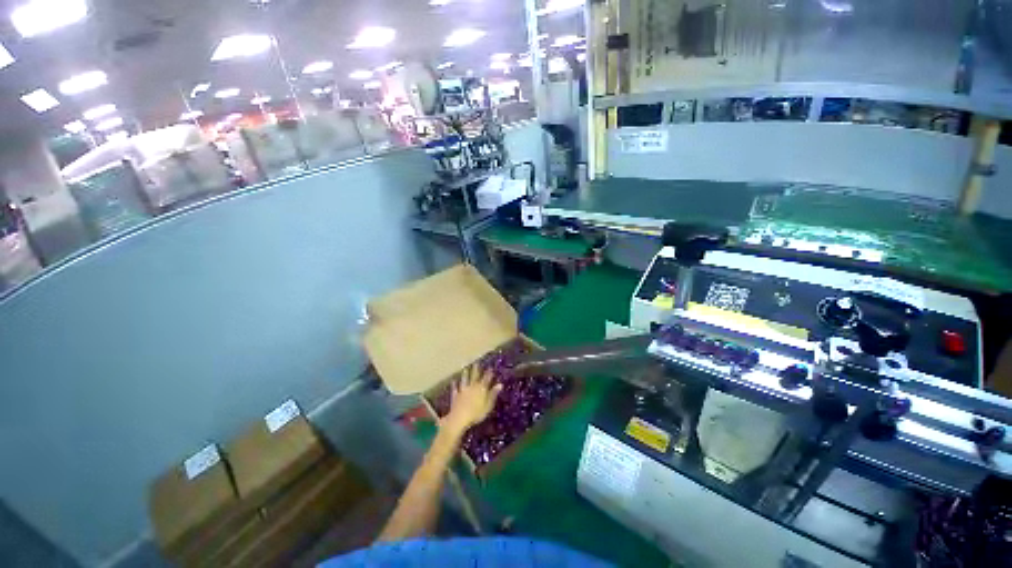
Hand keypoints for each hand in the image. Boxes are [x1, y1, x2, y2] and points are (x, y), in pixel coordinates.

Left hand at [442, 364, 502, 434]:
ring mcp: (463, 390)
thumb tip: (500, 384)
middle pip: (474, 376)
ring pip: (464, 380)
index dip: (488, 373)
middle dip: (476, 369)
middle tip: (476, 362)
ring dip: (465, 374)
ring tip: (465, 368)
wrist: (460, 417)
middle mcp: (472, 387)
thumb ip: (493, 394)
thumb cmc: (477, 413)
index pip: (486, 379)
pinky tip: (454, 381)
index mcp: (481, 389)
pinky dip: (454, 384)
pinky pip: (455, 388)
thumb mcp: (488, 405)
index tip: (490, 367)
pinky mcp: (455, 396)